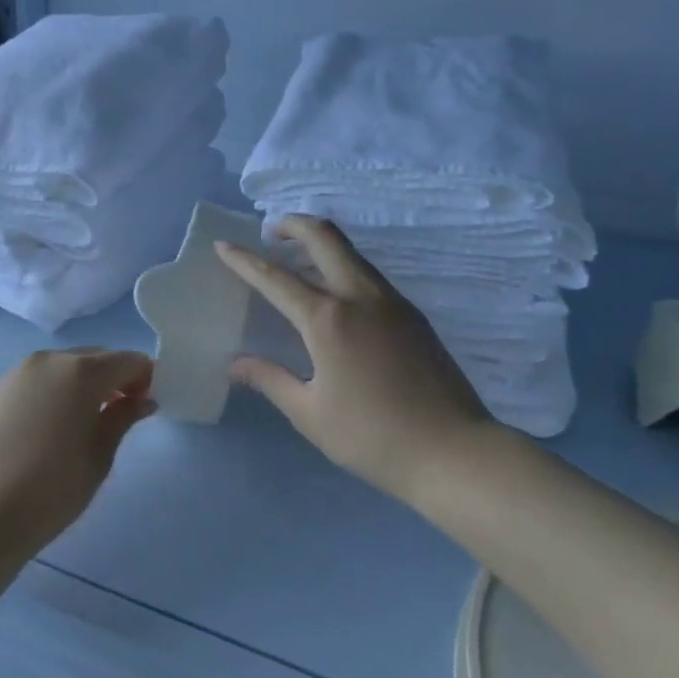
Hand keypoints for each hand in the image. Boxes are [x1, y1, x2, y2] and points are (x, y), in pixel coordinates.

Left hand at [0, 348, 155, 564]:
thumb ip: (123, 418)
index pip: (127, 361)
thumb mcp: (99, 456)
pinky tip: (59, 422)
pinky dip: (59, 389)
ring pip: (67, 366)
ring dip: (86, 382)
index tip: (150, 404)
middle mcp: (51, 360)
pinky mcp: (0, 389)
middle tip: (124, 411)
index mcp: (81, 371)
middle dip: (116, 377)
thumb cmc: (52, 489)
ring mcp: (20, 372)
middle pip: (96, 358)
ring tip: (91, 420)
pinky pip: (43, 378)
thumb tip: (143, 400)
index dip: (145, 377)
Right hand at [217, 217, 491, 503]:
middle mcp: (360, 296)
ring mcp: (392, 301)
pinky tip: (335, 296)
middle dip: (292, 225)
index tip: (224, 246)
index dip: (244, 261)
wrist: (454, 452)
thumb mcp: (310, 414)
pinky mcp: (413, 314)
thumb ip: (271, 380)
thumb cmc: (373, 437)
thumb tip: (235, 365)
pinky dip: (343, 266)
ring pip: (351, 252)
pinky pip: (369, 274)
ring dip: (320, 243)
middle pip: (324, 237)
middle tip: (270, 233)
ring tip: (297, 260)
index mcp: (328, 319)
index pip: (275, 278)